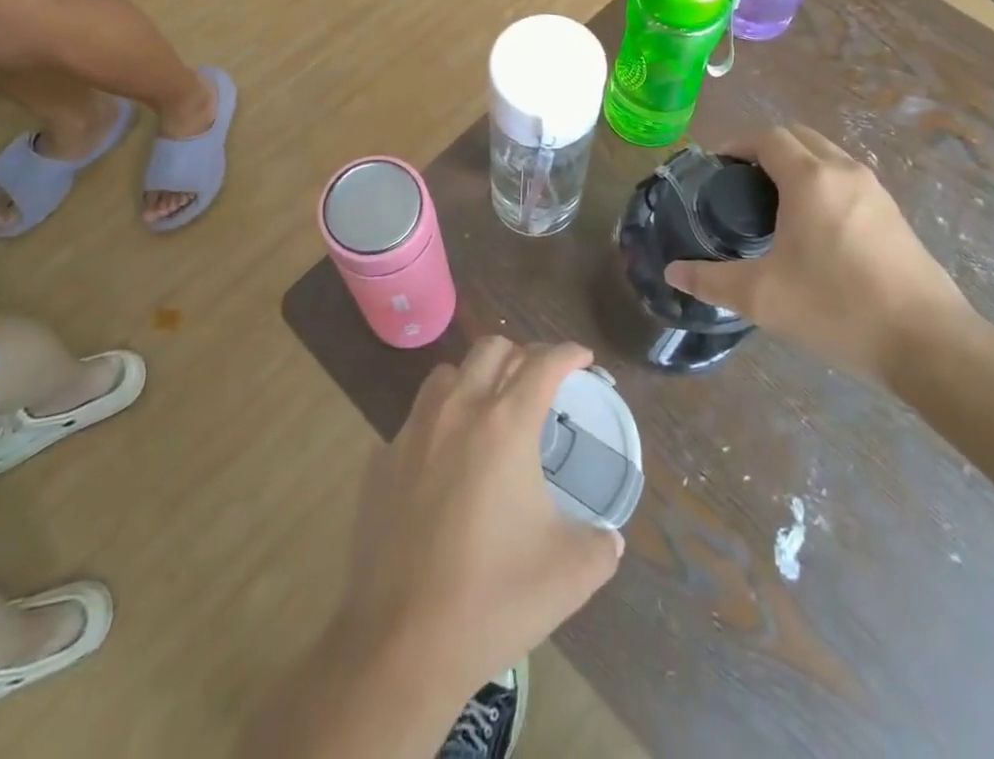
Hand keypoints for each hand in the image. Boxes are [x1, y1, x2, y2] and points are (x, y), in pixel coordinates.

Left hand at [329, 339, 624, 692]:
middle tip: (539, 382)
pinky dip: (438, 422)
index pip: (542, 364)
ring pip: (447, 374)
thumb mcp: (570, 574)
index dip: (568, 352)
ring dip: (475, 378)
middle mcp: (457, 411)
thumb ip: (601, 545)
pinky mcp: (381, 460)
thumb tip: (612, 539)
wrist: (400, 644)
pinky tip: (445, 460)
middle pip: (491, 349)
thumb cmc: (492, 600)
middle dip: (522, 354)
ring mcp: (412, 432)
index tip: (583, 357)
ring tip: (490, 408)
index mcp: (505, 425)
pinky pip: (415, 419)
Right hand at [666, 124, 974, 388]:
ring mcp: (876, 191)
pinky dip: (821, 183)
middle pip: (799, 137)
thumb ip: (711, 281)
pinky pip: (847, 179)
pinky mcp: (894, 215)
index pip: (768, 137)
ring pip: (827, 155)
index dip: (737, 144)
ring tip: (771, 203)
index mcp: (811, 179)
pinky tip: (812, 227)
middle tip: (738, 182)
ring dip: (796, 164)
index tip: (715, 168)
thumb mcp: (762, 298)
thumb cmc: (837, 309)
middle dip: (764, 149)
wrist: (930, 344)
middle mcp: (845, 172)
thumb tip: (673, 272)